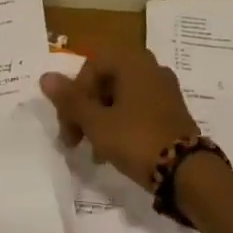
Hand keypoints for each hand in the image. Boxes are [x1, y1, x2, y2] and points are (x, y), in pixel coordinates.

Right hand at [40, 46, 201, 190]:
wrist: (187, 171)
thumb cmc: (136, 139)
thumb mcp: (97, 123)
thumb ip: (70, 100)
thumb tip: (46, 76)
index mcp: (132, 62)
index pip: (90, 67)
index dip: (74, 95)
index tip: (69, 125)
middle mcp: (150, 67)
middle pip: (105, 81)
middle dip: (85, 108)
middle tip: (74, 139)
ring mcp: (164, 88)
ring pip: (120, 96)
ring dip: (101, 118)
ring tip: (94, 151)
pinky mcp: (172, 109)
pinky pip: (138, 107)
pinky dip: (121, 123)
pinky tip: (114, 150)